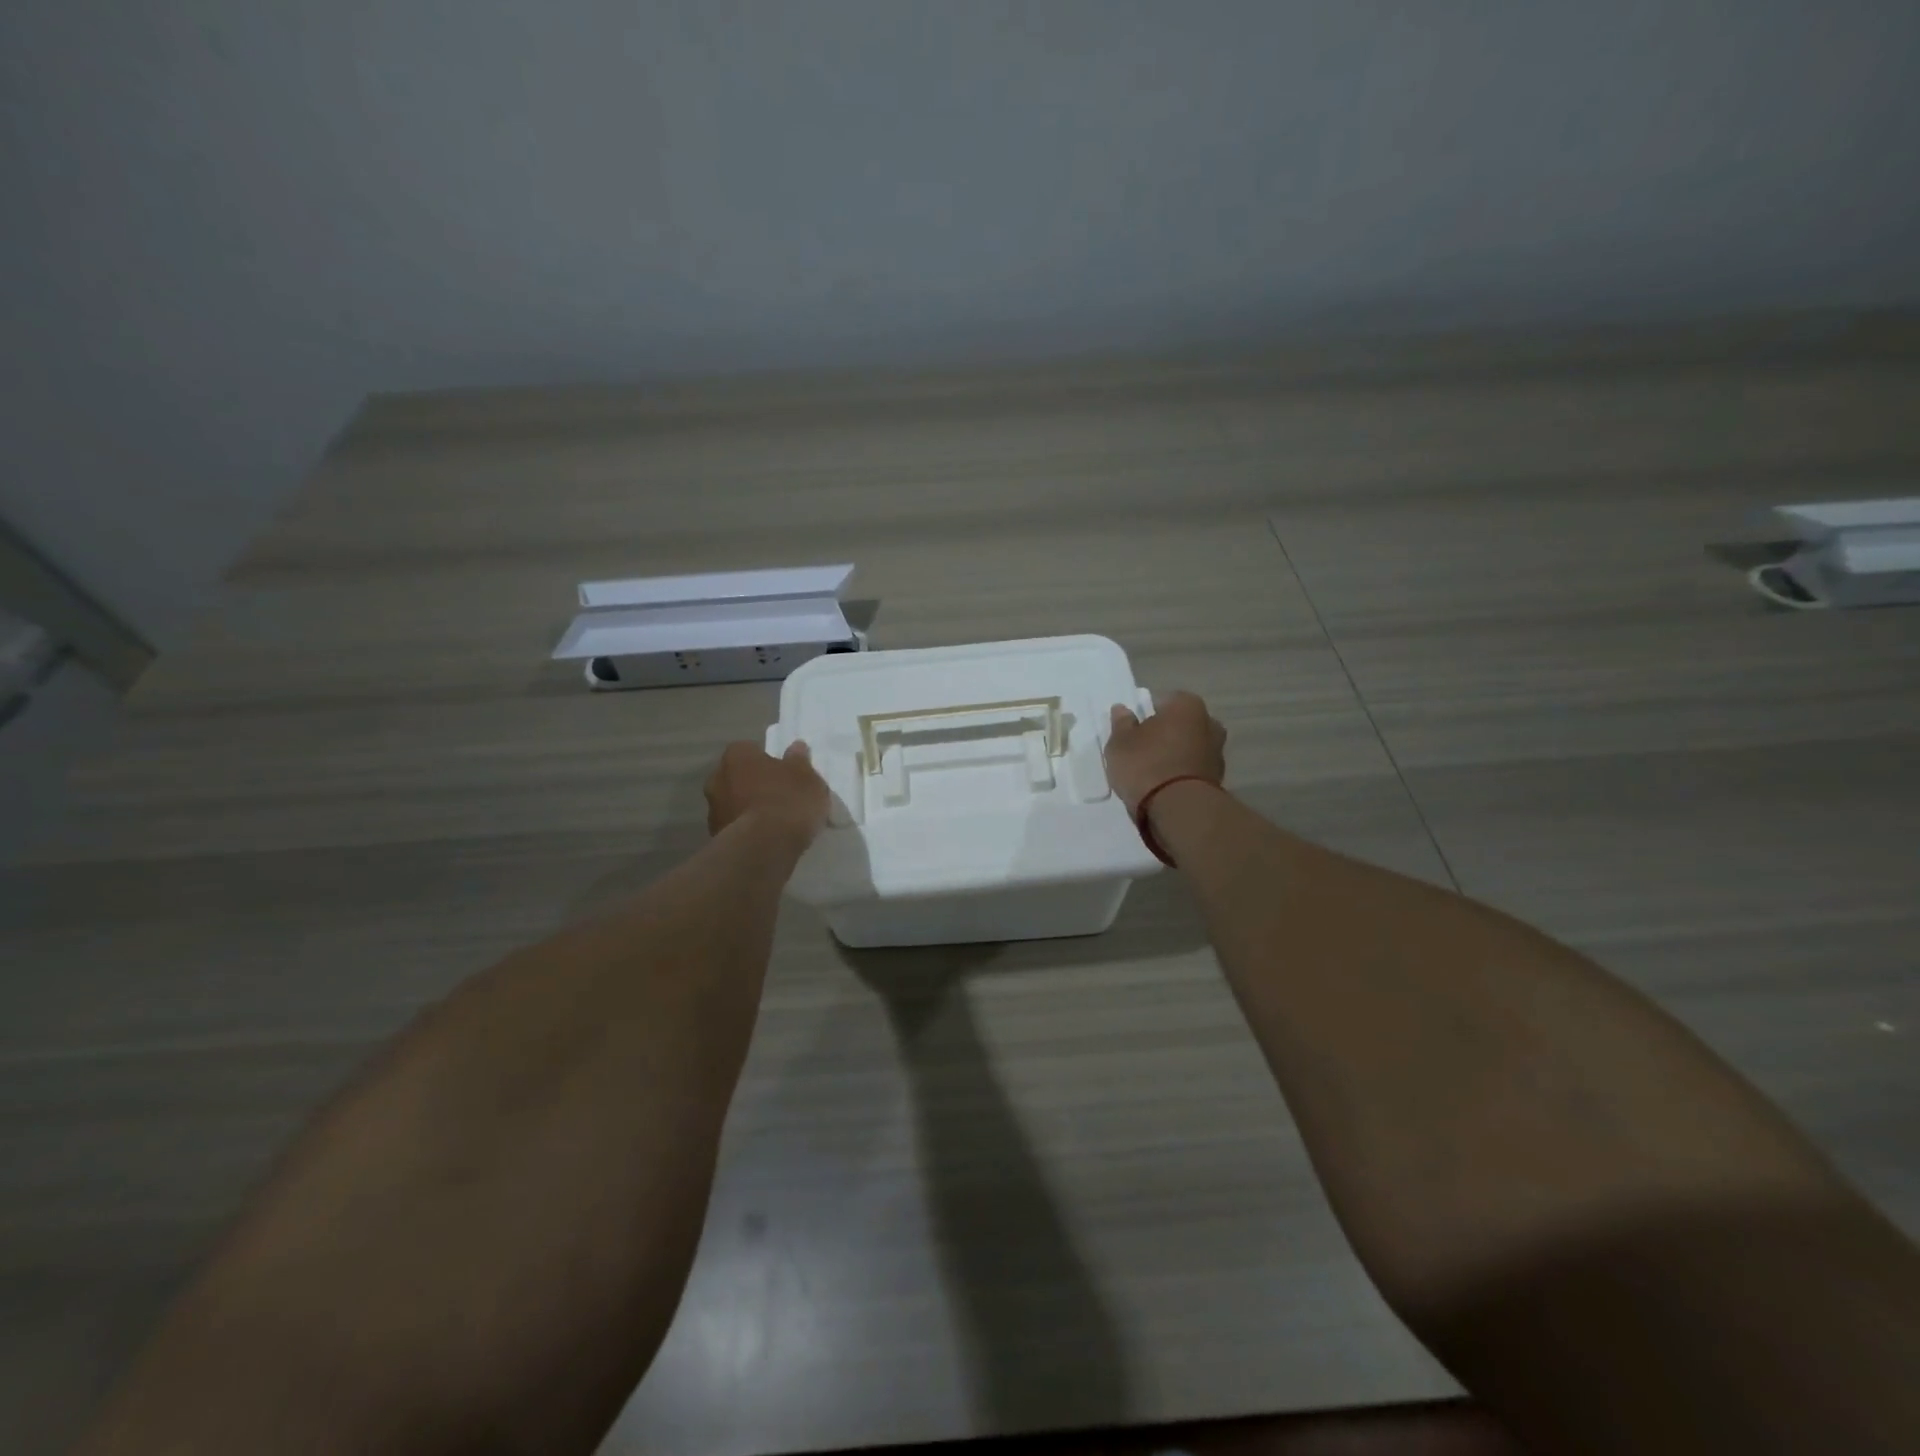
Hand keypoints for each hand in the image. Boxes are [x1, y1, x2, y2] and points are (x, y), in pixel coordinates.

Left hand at [705, 741, 830, 843]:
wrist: (764, 848)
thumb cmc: (787, 801)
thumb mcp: (806, 777)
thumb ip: (800, 761)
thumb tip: (796, 748)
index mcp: (737, 756)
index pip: (751, 750)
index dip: (768, 761)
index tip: (785, 774)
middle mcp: (717, 778)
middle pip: (739, 777)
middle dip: (756, 785)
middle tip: (781, 797)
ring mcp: (713, 810)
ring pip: (735, 803)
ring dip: (750, 809)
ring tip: (777, 823)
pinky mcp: (715, 838)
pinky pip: (736, 827)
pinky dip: (748, 830)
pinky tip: (768, 840)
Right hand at [1105, 691, 1226, 815]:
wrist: (1178, 809)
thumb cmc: (1146, 764)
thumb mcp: (1120, 742)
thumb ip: (1121, 723)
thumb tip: (1122, 709)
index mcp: (1187, 705)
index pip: (1164, 701)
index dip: (1147, 714)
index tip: (1134, 731)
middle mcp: (1209, 723)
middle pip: (1181, 724)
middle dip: (1166, 734)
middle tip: (1142, 750)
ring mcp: (1217, 753)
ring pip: (1189, 747)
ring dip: (1175, 755)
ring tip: (1152, 773)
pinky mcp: (1218, 780)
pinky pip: (1193, 770)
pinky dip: (1182, 774)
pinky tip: (1164, 787)